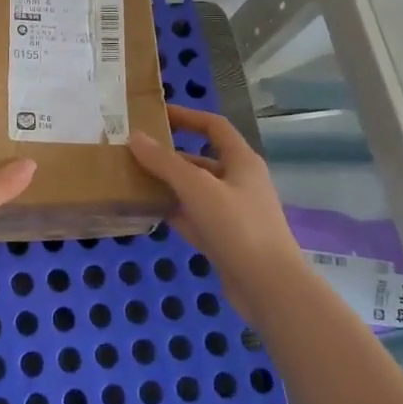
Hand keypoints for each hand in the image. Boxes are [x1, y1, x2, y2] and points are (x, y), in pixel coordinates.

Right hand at [126, 104, 298, 317]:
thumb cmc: (237, 226)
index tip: (157, 115)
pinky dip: (173, 211)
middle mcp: (239, 183)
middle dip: (169, 155)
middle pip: (201, 159)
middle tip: (135, 151)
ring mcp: (232, 213)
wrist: (269, 288)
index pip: (214, 127)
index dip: (187, 117)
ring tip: (133, 178)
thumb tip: (135, 137)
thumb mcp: (197, 188)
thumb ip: (164, 162)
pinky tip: (147, 210)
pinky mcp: (224, 240)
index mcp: (242, 162)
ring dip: (168, 184)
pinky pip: (193, 217)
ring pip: (194, 190)